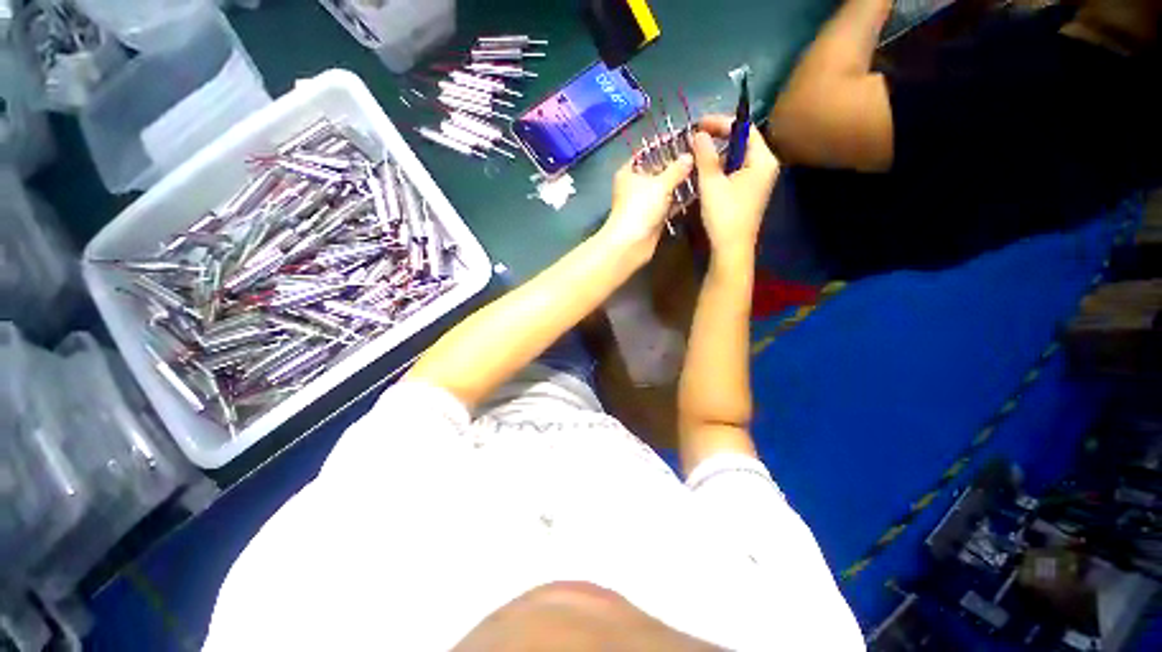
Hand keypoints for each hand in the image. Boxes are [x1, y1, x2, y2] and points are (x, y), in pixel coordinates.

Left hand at [600, 153, 693, 260]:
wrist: (631, 243)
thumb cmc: (640, 207)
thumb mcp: (660, 184)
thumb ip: (676, 169)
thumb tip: (689, 156)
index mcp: (629, 172)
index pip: (647, 153)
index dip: (664, 146)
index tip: (685, 140)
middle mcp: (634, 187)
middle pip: (657, 172)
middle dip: (676, 166)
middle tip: (700, 157)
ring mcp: (643, 204)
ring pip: (664, 190)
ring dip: (680, 184)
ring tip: (703, 172)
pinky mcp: (652, 219)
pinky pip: (668, 206)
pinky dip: (679, 201)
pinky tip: (697, 193)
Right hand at [691, 115, 779, 257]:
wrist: (732, 248)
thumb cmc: (724, 215)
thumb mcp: (711, 183)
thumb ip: (705, 155)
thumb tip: (697, 134)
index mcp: (762, 159)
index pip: (744, 128)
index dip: (721, 122)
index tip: (699, 124)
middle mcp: (765, 165)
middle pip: (742, 141)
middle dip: (719, 138)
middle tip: (696, 138)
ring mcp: (759, 179)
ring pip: (738, 157)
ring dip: (718, 154)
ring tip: (697, 156)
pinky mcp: (750, 191)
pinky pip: (737, 170)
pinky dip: (722, 168)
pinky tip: (707, 174)